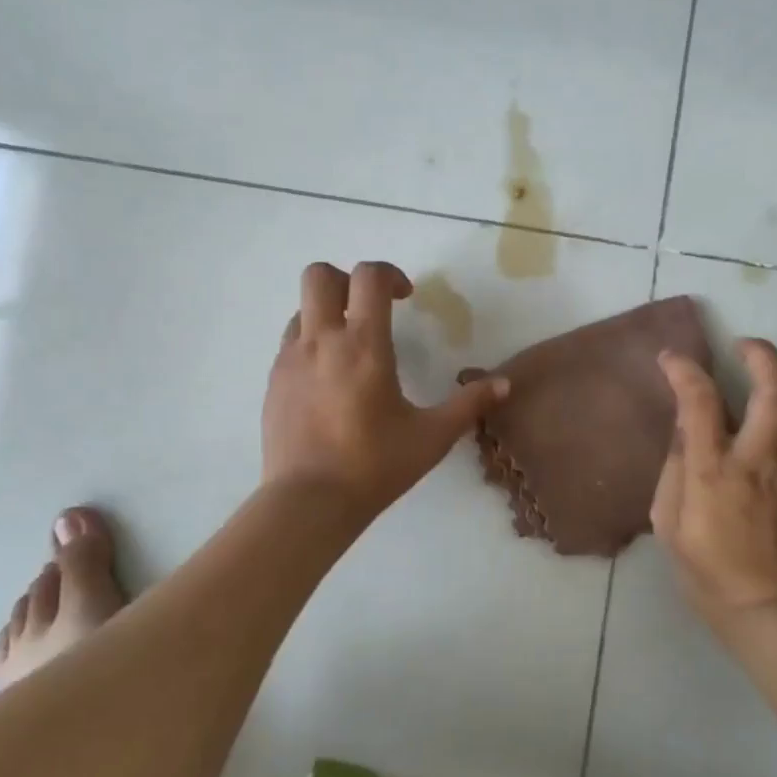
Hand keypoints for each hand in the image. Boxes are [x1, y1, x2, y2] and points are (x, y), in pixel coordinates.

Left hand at [263, 261, 508, 519]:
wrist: (308, 503)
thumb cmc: (374, 465)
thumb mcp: (432, 437)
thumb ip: (469, 405)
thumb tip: (504, 384)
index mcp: (363, 344)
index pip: (368, 277)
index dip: (389, 274)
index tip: (405, 297)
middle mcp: (321, 341)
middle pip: (319, 275)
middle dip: (347, 280)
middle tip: (370, 309)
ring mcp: (289, 360)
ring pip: (302, 309)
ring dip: (327, 314)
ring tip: (351, 349)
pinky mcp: (272, 382)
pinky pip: (290, 343)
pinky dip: (311, 344)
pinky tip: (329, 382)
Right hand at [651, 338, 776, 631]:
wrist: (767, 610)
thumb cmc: (706, 568)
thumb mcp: (668, 521)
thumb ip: (675, 466)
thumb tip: (685, 423)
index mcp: (715, 473)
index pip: (701, 403)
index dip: (685, 371)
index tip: (672, 358)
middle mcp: (761, 463)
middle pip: (776, 390)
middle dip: (760, 354)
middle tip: (742, 347)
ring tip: (776, 371)